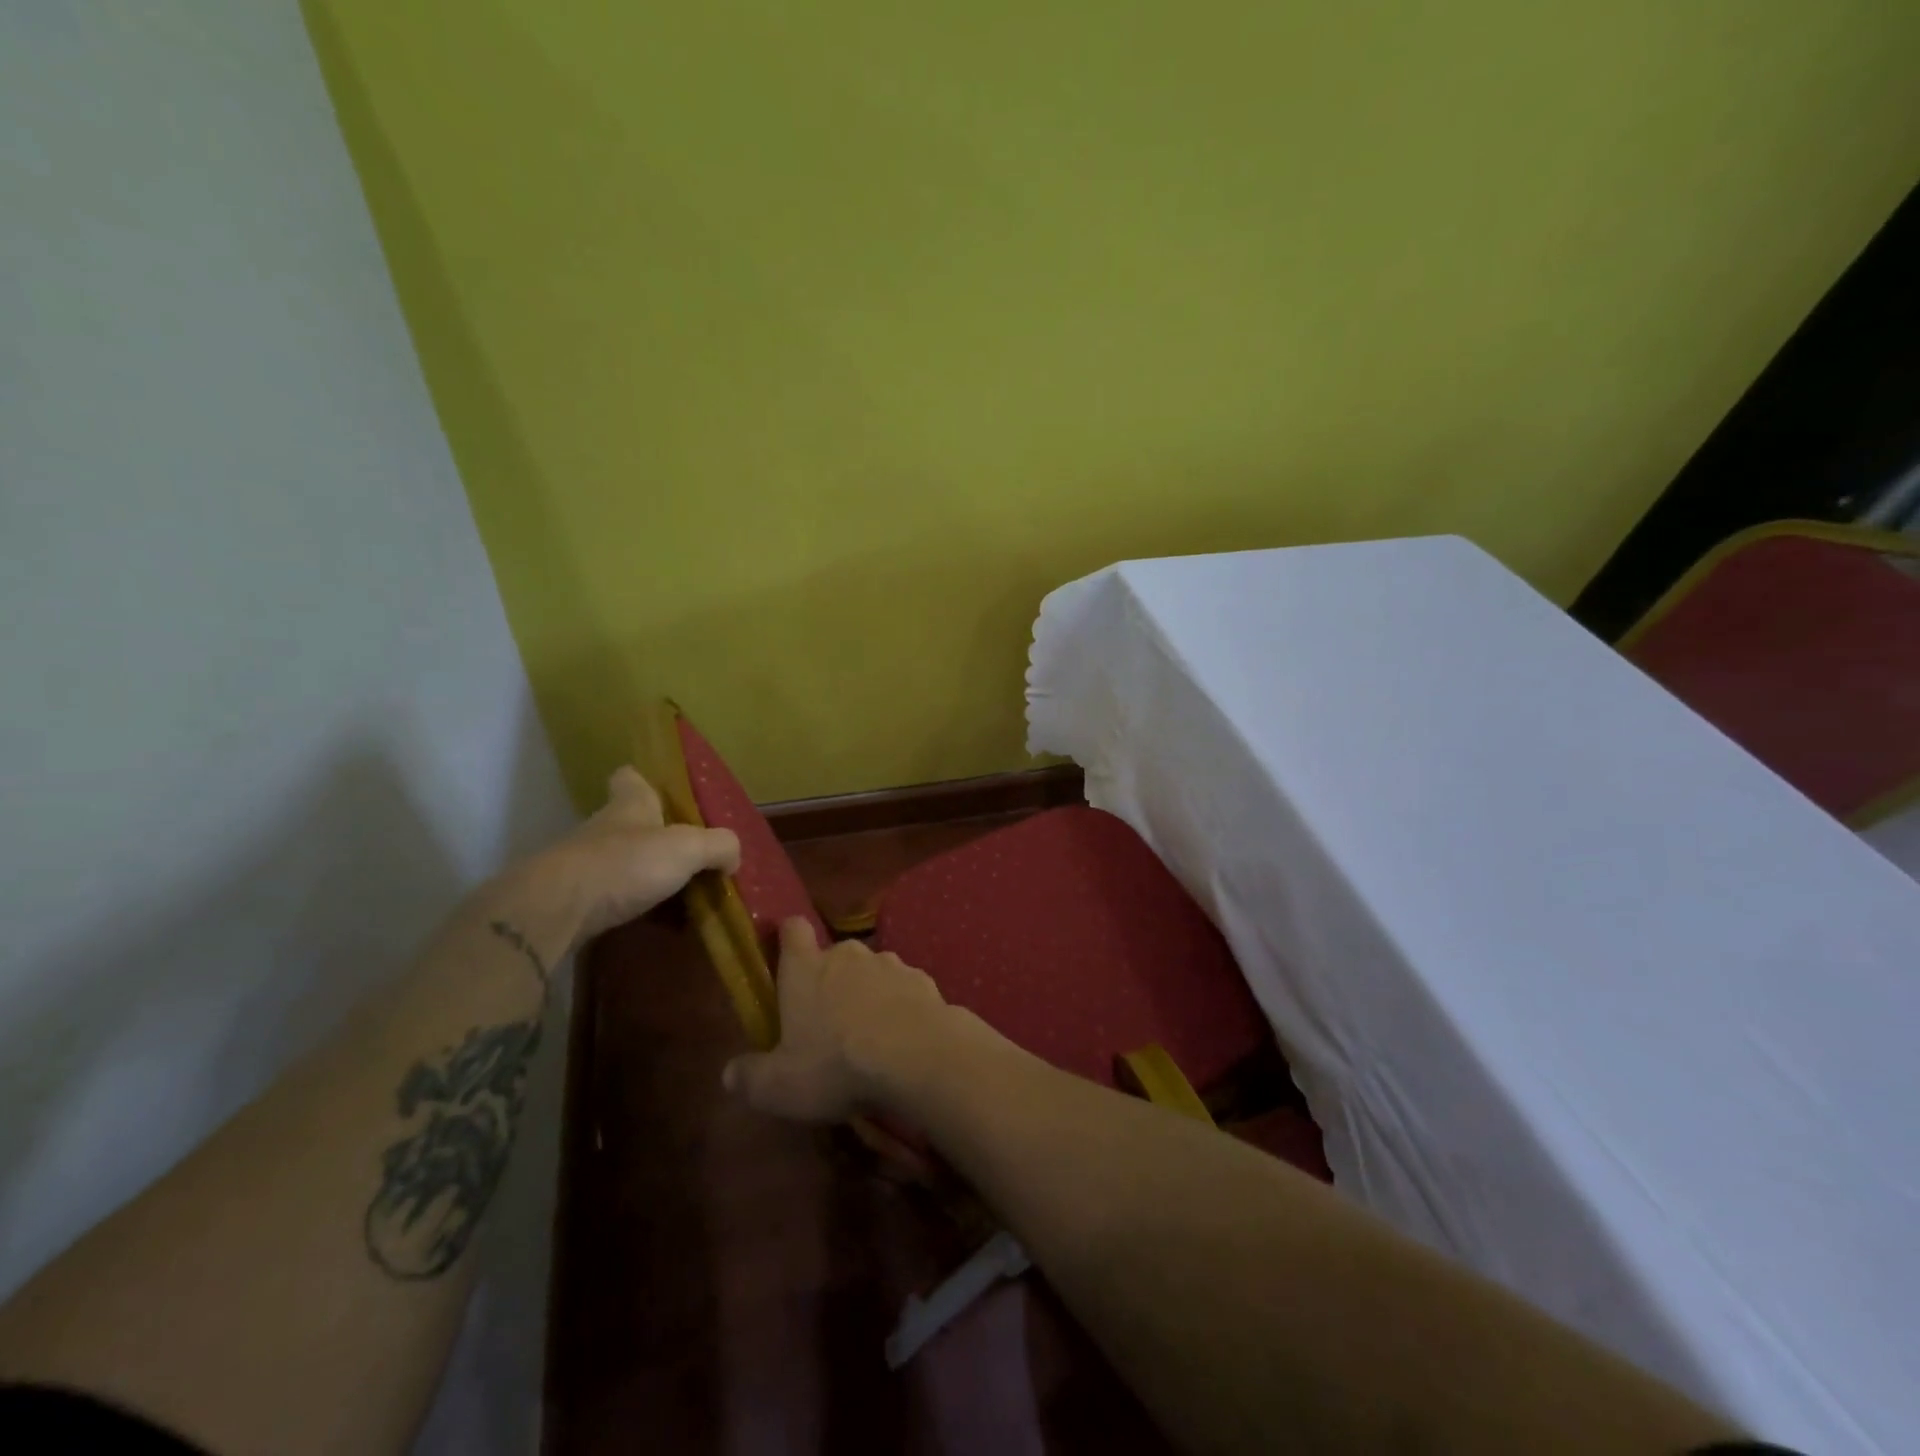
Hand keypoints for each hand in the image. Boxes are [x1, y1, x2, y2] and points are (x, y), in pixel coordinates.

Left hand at [542, 766, 740, 942]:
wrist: (555, 910)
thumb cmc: (626, 864)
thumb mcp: (688, 847)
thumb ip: (719, 846)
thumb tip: (733, 857)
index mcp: (630, 806)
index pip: (630, 778)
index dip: (643, 780)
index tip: (660, 791)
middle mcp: (604, 829)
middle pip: (629, 822)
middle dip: (655, 836)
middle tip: (687, 854)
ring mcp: (584, 864)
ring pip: (620, 861)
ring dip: (643, 874)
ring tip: (678, 894)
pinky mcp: (573, 900)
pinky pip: (610, 897)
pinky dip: (630, 905)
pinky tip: (653, 922)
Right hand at [722, 918, 954, 1122]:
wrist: (918, 1057)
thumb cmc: (836, 1065)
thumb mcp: (778, 1086)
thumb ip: (750, 1077)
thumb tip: (730, 1073)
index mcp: (806, 968)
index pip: (792, 929)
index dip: (787, 938)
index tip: (786, 957)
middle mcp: (848, 954)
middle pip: (834, 956)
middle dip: (830, 981)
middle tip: (828, 1022)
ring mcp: (890, 963)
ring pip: (871, 971)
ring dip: (868, 994)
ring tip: (870, 1036)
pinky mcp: (923, 979)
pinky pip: (904, 989)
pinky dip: (900, 1007)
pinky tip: (902, 1040)